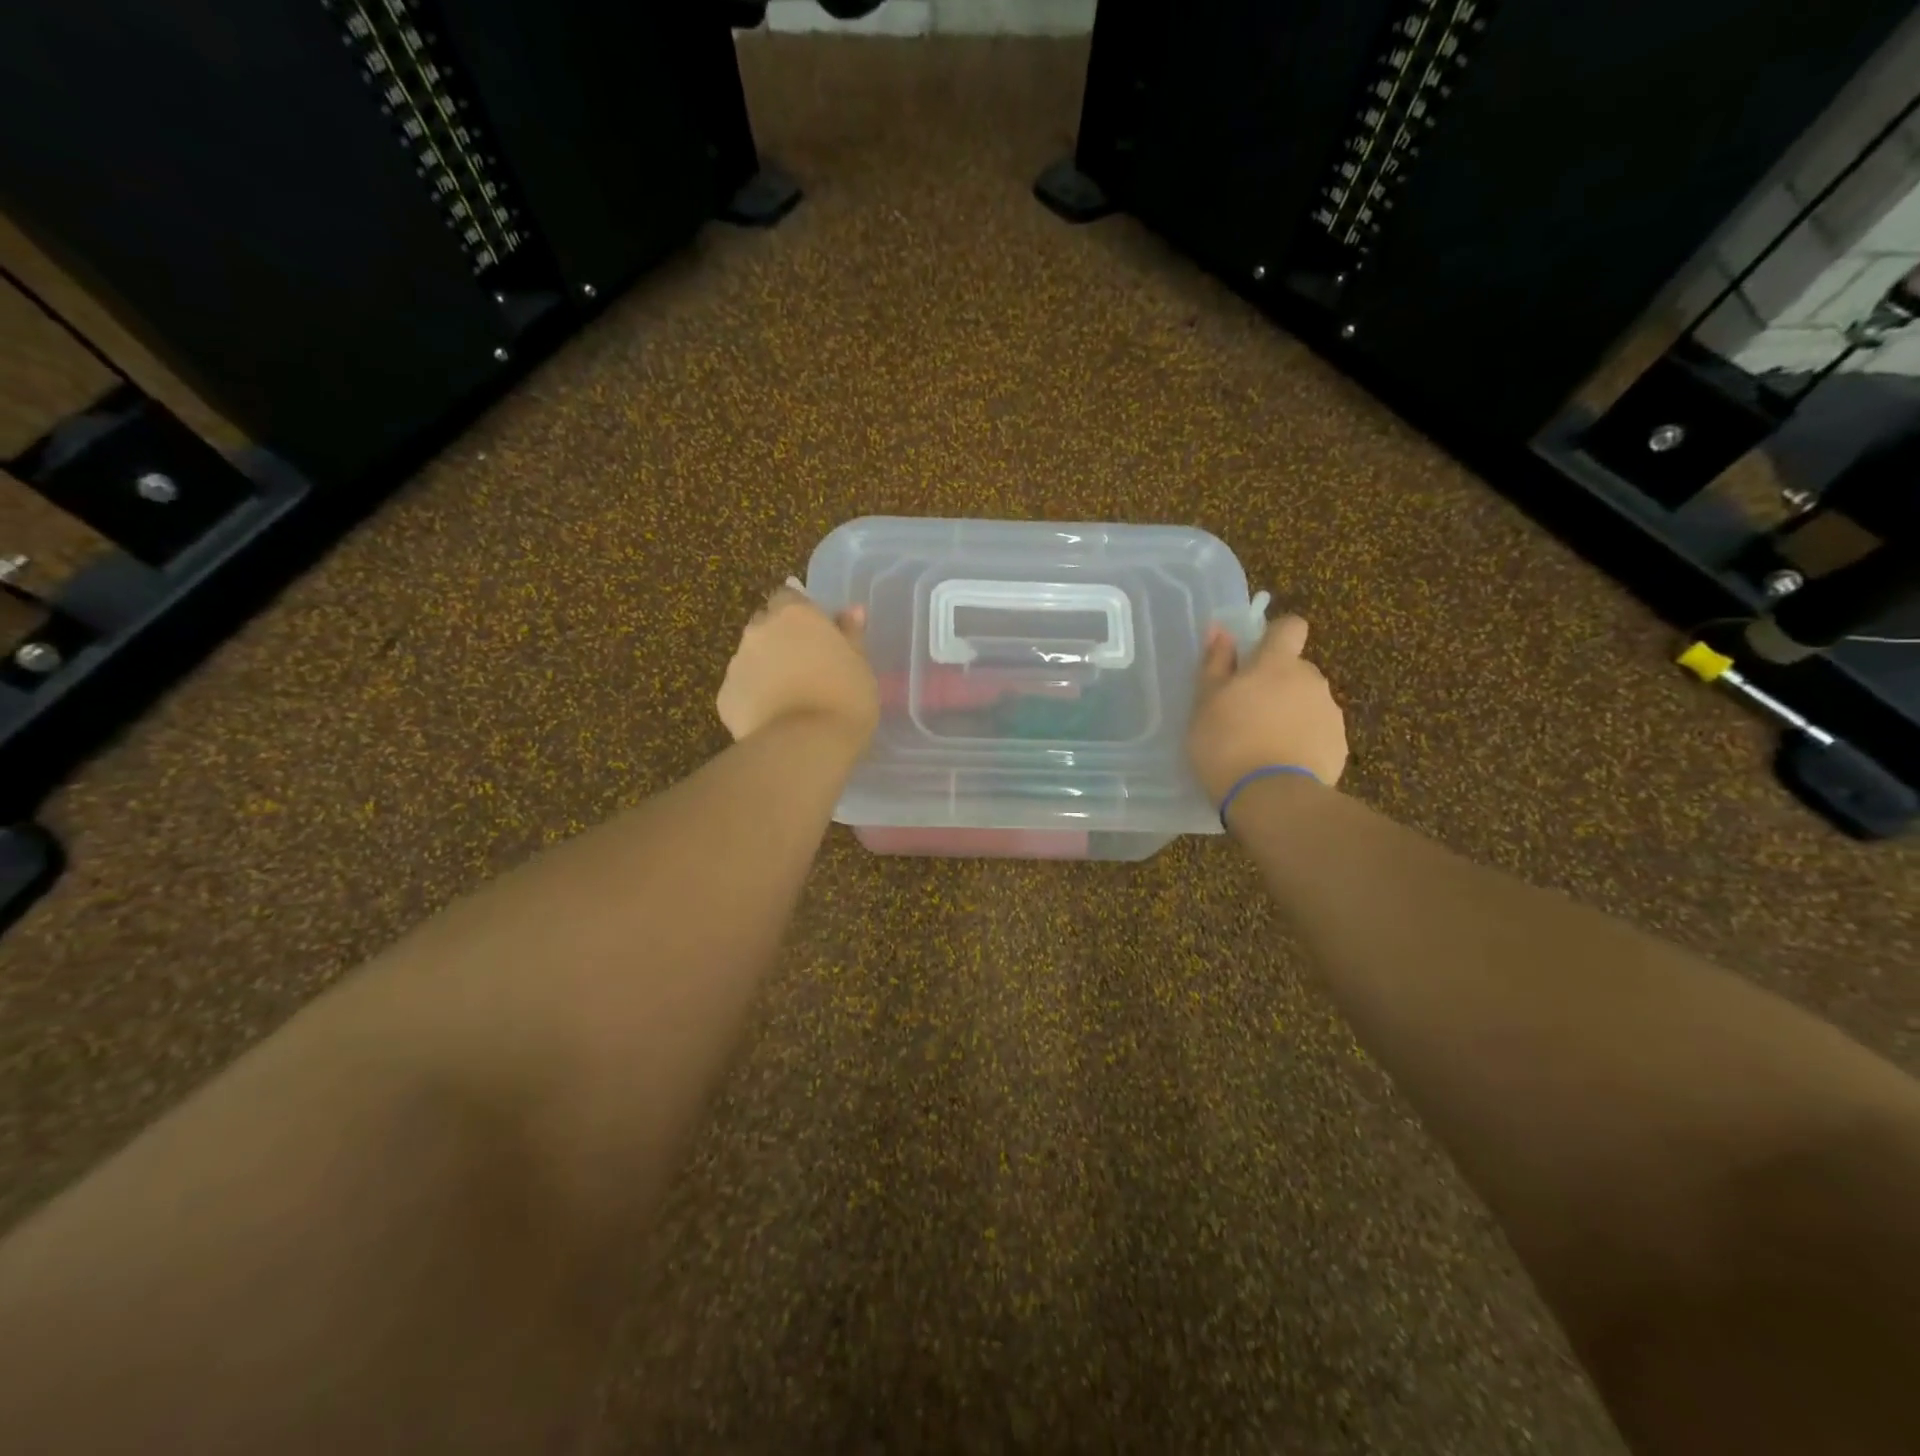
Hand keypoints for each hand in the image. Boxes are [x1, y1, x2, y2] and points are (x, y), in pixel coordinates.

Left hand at [717, 584, 878, 748]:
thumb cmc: (845, 698)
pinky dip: (754, 699)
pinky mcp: (724, 697)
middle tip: (805, 667)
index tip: (817, 635)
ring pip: (751, 658)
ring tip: (790, 699)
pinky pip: (741, 690)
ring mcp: (737, 663)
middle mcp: (759, 630)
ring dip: (767, 670)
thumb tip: (852, 610)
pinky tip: (774, 720)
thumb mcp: (860, 664)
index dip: (801, 615)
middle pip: (765, 625)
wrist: (805, 745)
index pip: (789, 597)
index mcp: (795, 615)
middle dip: (779, 639)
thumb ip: (851, 634)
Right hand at [1187, 614, 1346, 801]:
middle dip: (1277, 683)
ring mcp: (1330, 714)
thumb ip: (1215, 663)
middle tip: (1247, 712)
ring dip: (1290, 713)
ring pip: (1308, 702)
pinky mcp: (1339, 746)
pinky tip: (1281, 764)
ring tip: (1263, 745)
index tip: (1255, 657)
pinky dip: (1302, 741)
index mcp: (1277, 664)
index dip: (1275, 637)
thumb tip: (1221, 630)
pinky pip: (1318, 733)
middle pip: (1296, 670)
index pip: (1291, 627)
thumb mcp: (1205, 702)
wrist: (1271, 798)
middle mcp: (1311, 680)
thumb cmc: (1227, 743)